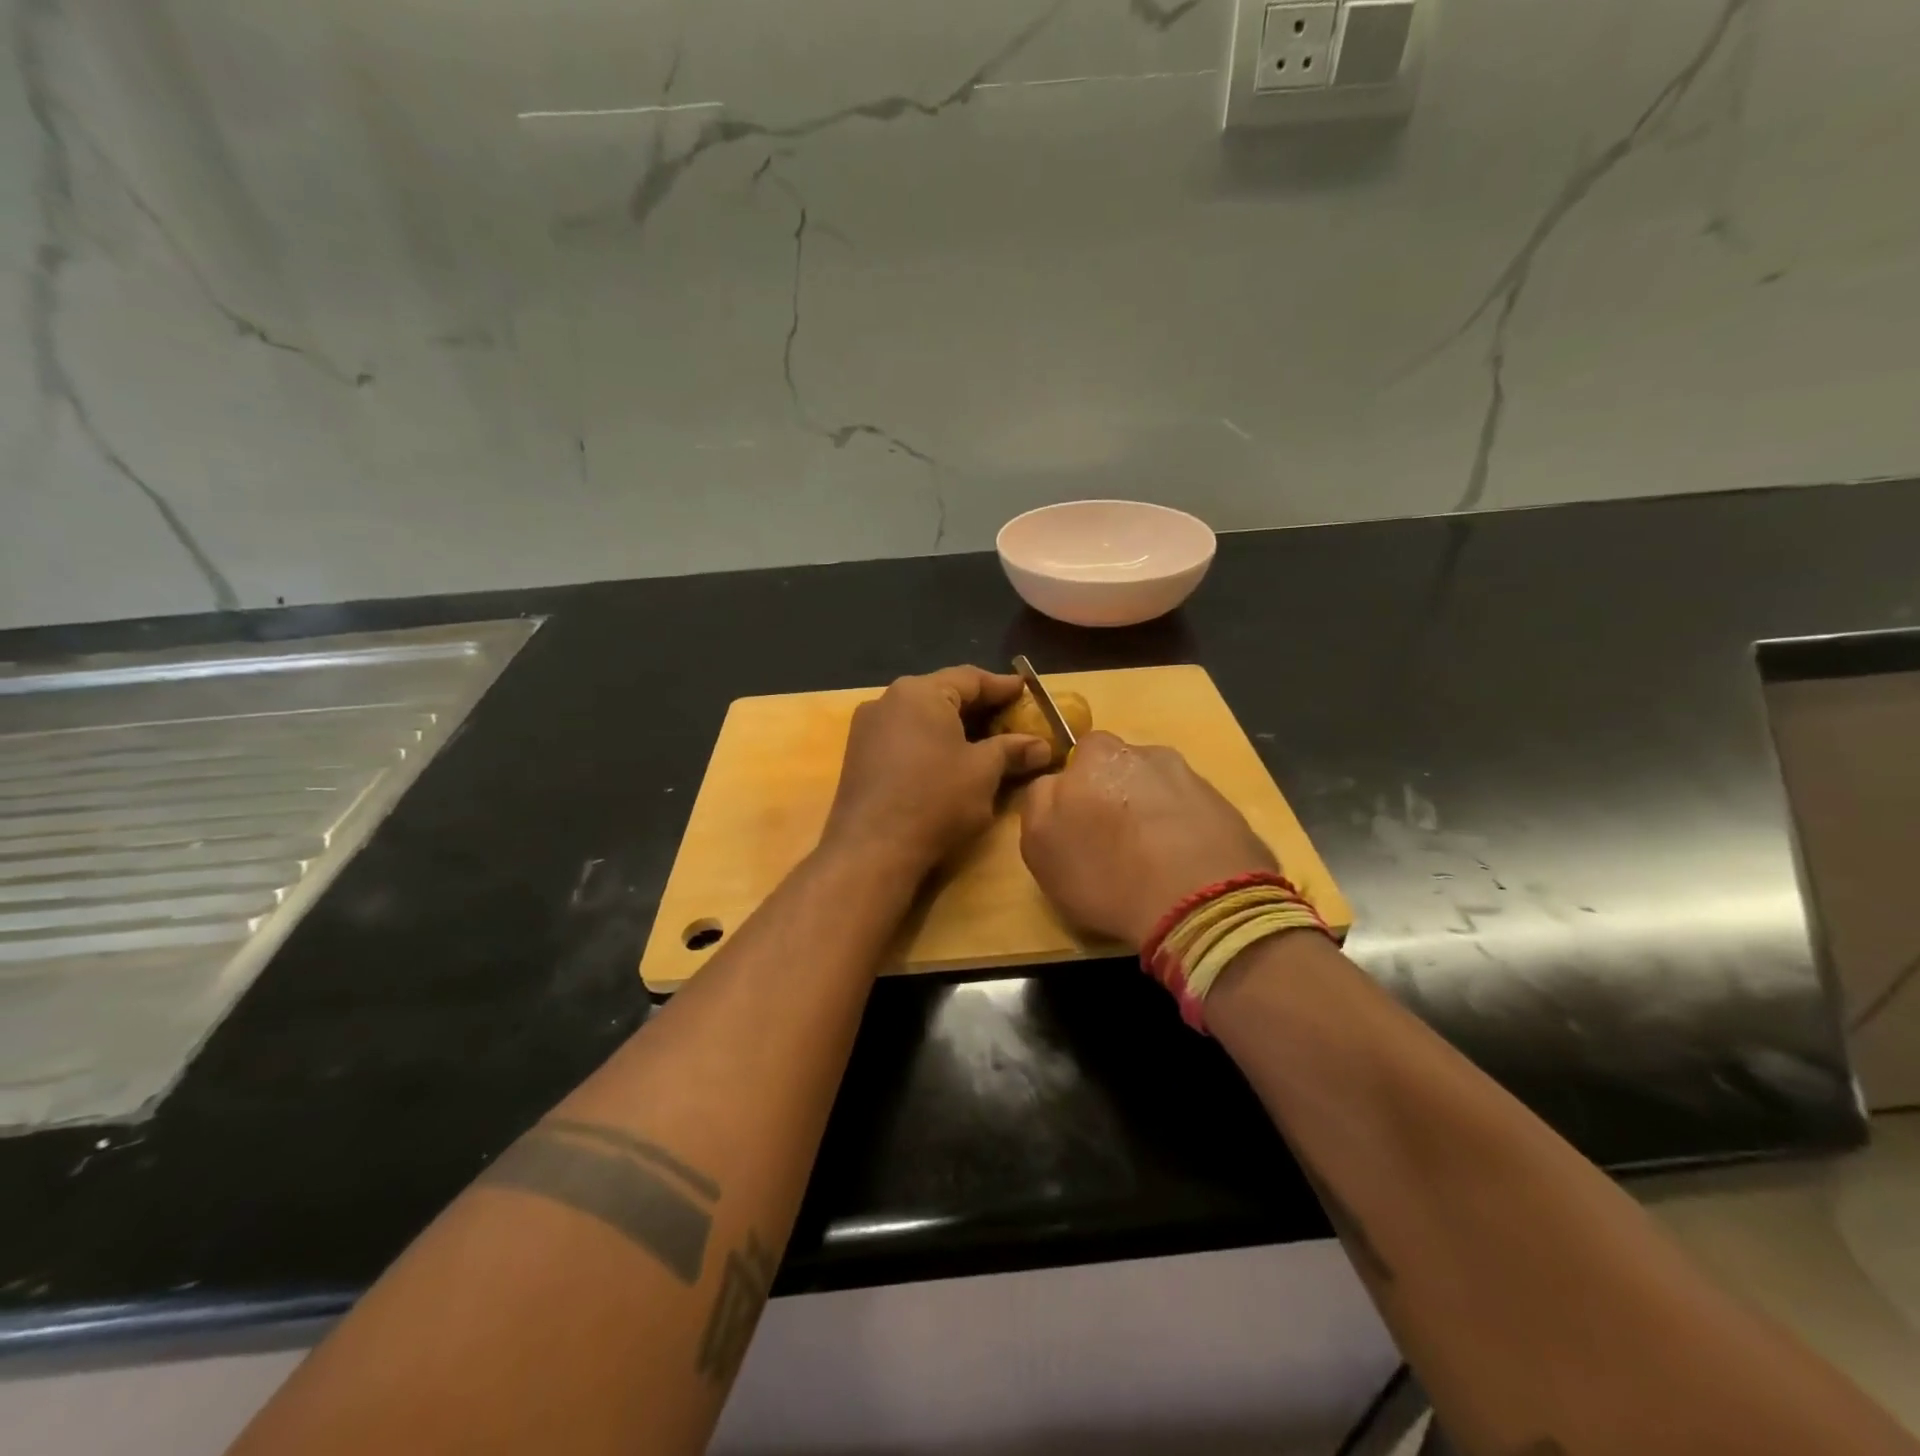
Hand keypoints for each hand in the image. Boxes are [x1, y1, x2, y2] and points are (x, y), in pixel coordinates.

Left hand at [822, 666, 1051, 873]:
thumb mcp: (983, 772)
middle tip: (1011, 718)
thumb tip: (1042, 746)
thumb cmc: (935, 799)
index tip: (1026, 691)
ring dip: (954, 726)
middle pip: (943, 694)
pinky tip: (949, 761)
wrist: (871, 850)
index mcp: (919, 692)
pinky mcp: (858, 756)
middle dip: (979, 707)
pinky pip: (903, 736)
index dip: (1002, 686)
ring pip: (921, 716)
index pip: (969, 678)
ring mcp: (867, 728)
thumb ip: (1012, 750)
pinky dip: (930, 742)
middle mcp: (888, 700)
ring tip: (985, 741)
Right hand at [1020, 732, 1277, 949]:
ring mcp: (1191, 777)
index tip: (1077, 825)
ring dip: (1153, 814)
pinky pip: (1192, 813)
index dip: (1074, 792)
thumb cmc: (1107, 873)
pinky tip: (1182, 867)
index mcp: (1097, 753)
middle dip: (1115, 796)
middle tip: (1114, 843)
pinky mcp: (1226, 806)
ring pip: (1159, 789)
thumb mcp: (1040, 845)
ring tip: (1153, 860)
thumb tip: (1054, 784)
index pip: (1076, 758)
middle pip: (1121, 769)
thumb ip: (1039, 802)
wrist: (1204, 902)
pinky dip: (1185, 832)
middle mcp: (1146, 752)